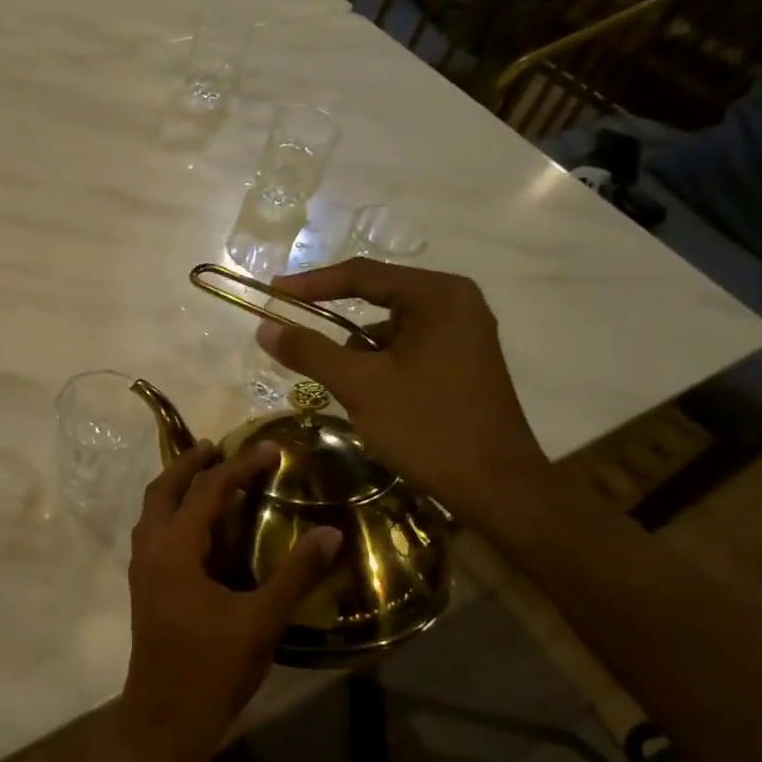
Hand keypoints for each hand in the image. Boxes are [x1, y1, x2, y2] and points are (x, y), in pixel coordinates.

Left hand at [104, 441, 341, 761]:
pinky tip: (197, 528)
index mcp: (174, 549)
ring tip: (205, 475)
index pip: (206, 490)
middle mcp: (150, 550)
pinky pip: (152, 532)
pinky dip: (171, 513)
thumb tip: (330, 533)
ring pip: (151, 511)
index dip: (239, 466)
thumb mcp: (261, 621)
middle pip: (163, 490)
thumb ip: (295, 575)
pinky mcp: (144, 587)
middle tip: (217, 446)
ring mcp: (141, 569)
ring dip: (175, 487)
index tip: (270, 450)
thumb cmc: (212, 668)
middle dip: (189, 463)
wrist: (165, 718)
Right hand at [255, 259, 549, 519]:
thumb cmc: (427, 427)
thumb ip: (310, 352)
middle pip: (377, 298)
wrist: (495, 487)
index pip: (362, 274)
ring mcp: (463, 334)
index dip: (311, 283)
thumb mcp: (360, 386)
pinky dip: (380, 364)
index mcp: (438, 295)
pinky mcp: (463, 362)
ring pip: (389, 329)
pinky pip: (407, 348)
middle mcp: (456, 303)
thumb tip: (265, 327)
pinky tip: (367, 396)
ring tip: (335, 381)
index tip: (272, 292)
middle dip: (333, 320)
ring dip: (357, 350)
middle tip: (291, 329)